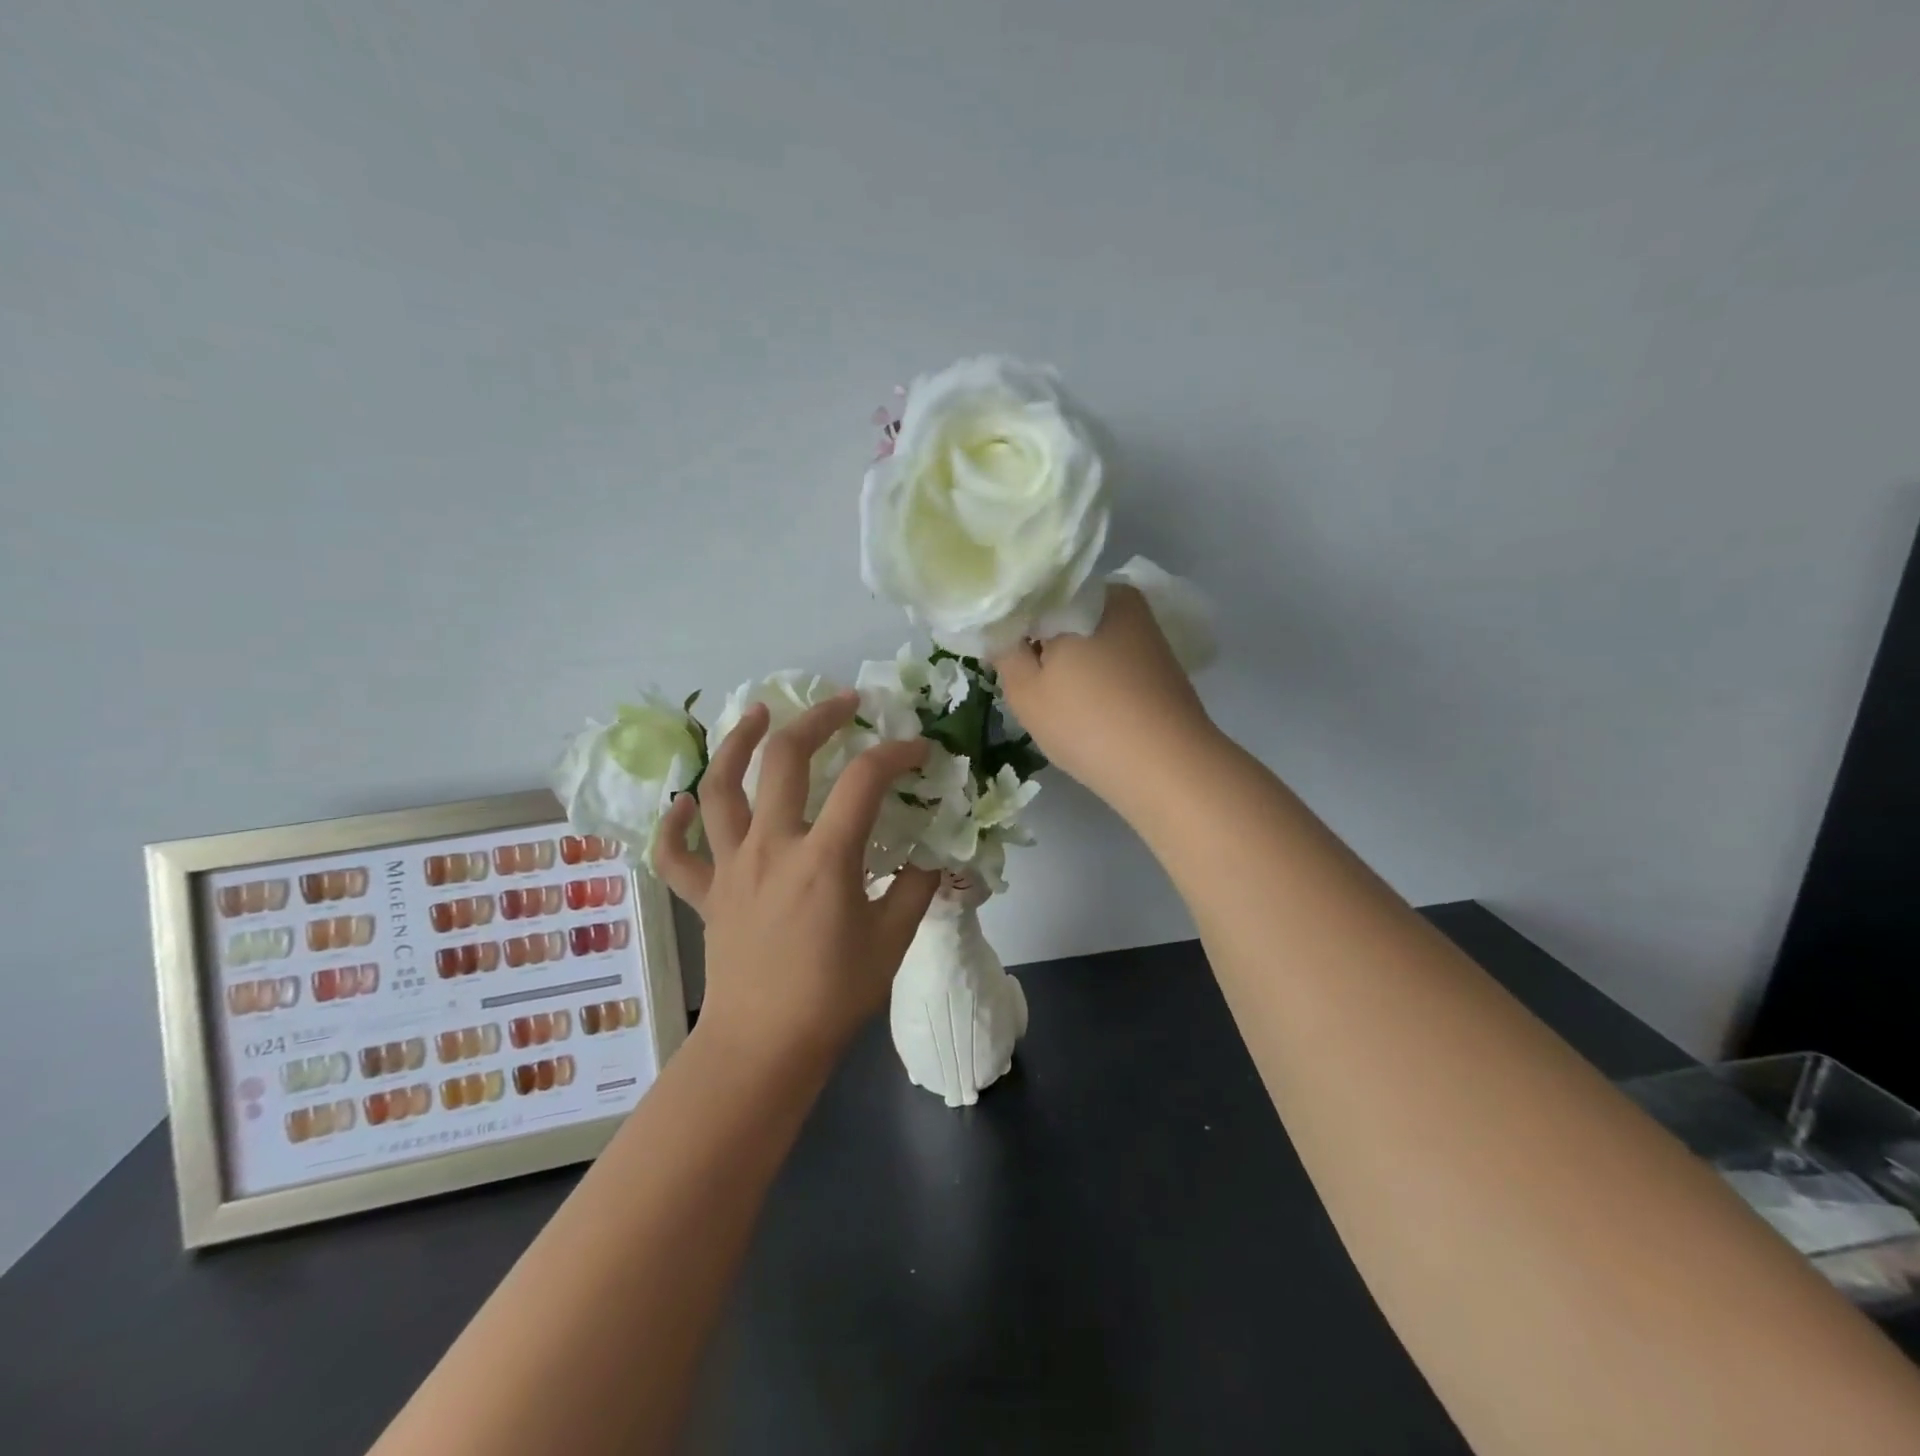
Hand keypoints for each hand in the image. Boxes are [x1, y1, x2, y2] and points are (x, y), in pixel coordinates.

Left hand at [654, 692, 940, 1068]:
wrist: (763, 1047)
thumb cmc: (832, 996)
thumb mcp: (891, 940)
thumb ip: (915, 888)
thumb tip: (931, 854)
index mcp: (823, 858)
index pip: (865, 781)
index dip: (897, 754)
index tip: (919, 751)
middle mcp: (771, 847)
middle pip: (785, 758)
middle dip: (818, 719)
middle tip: (842, 704)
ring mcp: (730, 866)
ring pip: (719, 788)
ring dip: (736, 743)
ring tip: (756, 713)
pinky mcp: (705, 893)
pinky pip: (676, 852)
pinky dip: (674, 823)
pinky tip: (684, 802)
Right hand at [992, 586, 1216, 811]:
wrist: (1168, 767)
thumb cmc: (1087, 723)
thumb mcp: (1026, 692)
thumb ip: (1004, 652)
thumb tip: (1000, 630)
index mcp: (1083, 594)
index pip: (1032, 594)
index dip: (1010, 621)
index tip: (999, 652)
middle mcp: (1120, 599)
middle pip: (1063, 612)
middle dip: (1042, 640)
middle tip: (1025, 679)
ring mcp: (1146, 628)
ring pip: (1089, 635)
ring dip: (1069, 659)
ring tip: (1055, 696)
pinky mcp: (1160, 659)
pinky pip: (1113, 654)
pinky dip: (1095, 672)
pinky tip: (1087, 703)